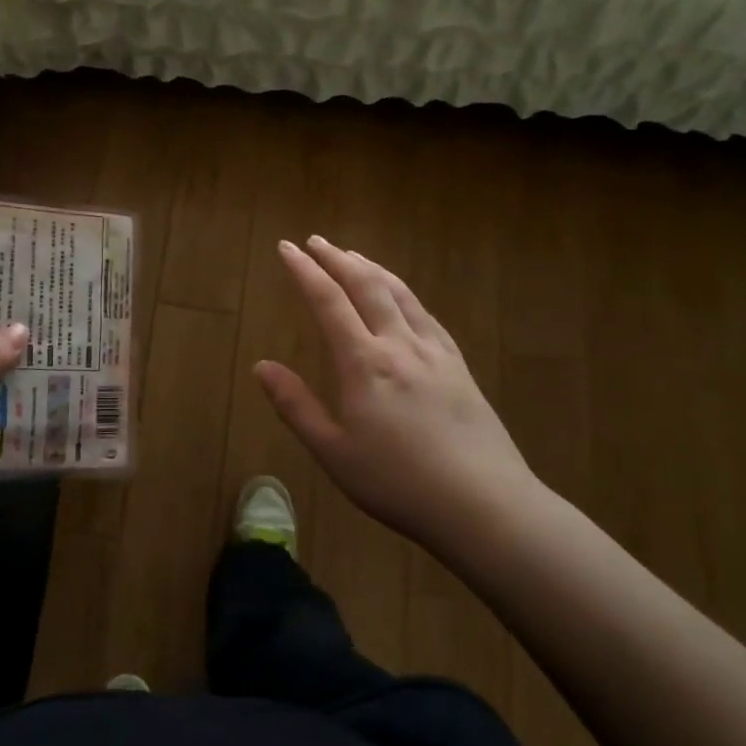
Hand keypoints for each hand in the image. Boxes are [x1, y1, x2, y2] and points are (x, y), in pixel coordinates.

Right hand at [256, 236, 538, 550]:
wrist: (483, 504)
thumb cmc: (398, 483)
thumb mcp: (333, 452)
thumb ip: (296, 406)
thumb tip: (261, 366)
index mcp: (364, 363)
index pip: (328, 302)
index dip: (305, 271)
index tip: (287, 248)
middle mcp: (399, 345)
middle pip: (367, 287)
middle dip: (338, 259)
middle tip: (316, 242)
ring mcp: (435, 353)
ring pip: (401, 294)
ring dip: (373, 269)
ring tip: (354, 256)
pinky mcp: (459, 367)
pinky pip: (427, 316)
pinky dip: (405, 294)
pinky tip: (403, 299)